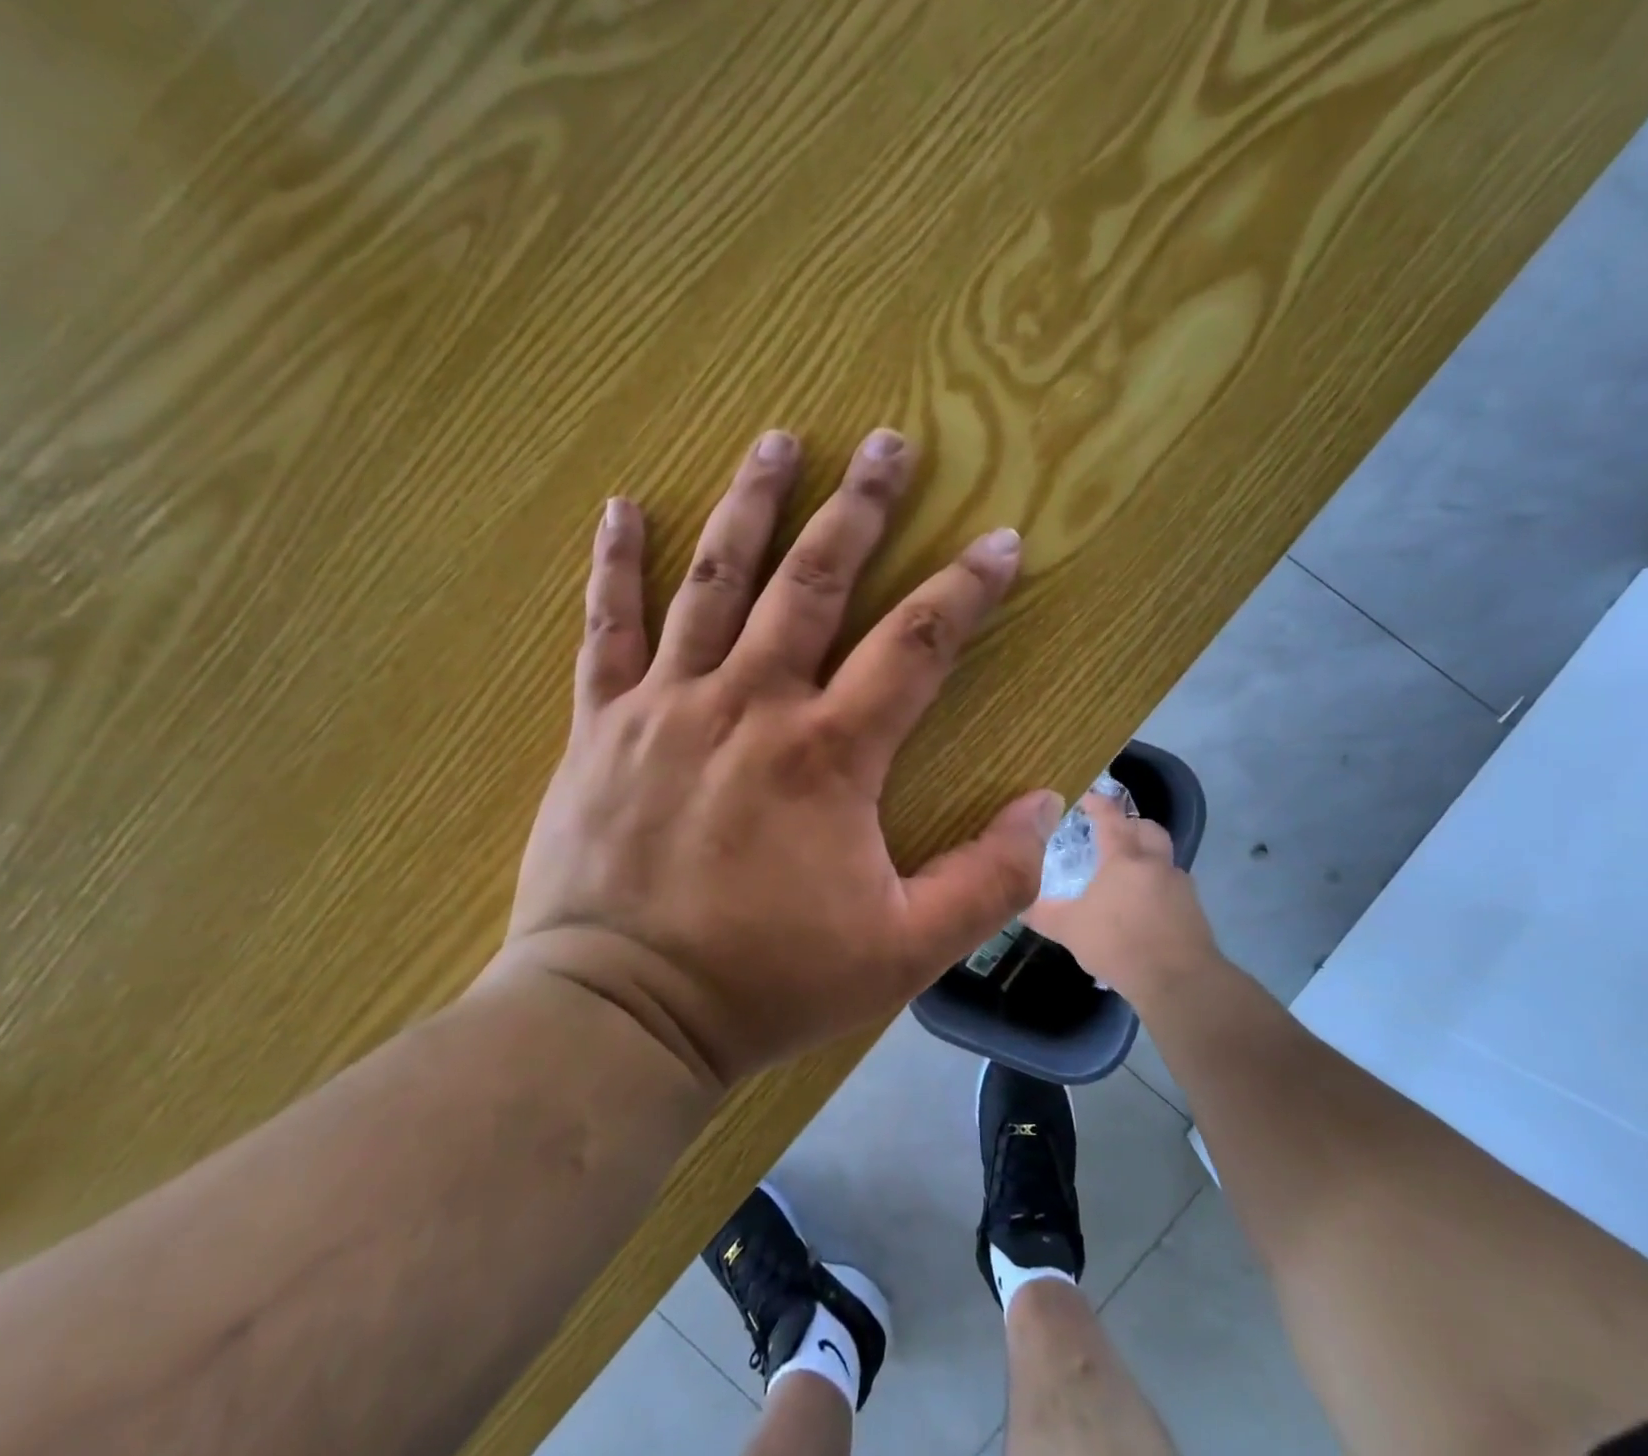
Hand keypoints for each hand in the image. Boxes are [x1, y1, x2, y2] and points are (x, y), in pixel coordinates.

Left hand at [486, 428, 1062, 1084]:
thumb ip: (986, 880)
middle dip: (858, 509)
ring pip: (714, 582)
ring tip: (778, 440)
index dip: (965, 589)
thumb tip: (1044, 803)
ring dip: (752, 505)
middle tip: (887, 444)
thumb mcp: (902, 952)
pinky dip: (615, 563)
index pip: (914, 646)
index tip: (1000, 543)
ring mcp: (667, 707)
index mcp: (826, 756)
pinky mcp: (603, 726)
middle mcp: (749, 706)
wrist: (621, 1014)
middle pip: (812, 582)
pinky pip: (606, 629)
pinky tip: (624, 505)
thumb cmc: (766, 982)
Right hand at [1021, 793, 1218, 1007]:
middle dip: (1130, 825)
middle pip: (1147, 828)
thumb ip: (1042, 913)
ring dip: (1145, 858)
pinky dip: (1156, 888)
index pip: (1109, 817)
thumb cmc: (1118, 944)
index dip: (1096, 803)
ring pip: (1163, 858)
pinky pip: (1172, 887)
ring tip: (1123, 877)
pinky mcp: (1194, 911)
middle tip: (1110, 834)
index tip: (1084, 797)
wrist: (1179, 982)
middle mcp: (1154, 863)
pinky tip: (1141, 909)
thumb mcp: (1069, 929)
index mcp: (1123, 858)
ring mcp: (1180, 886)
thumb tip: (1017, 904)